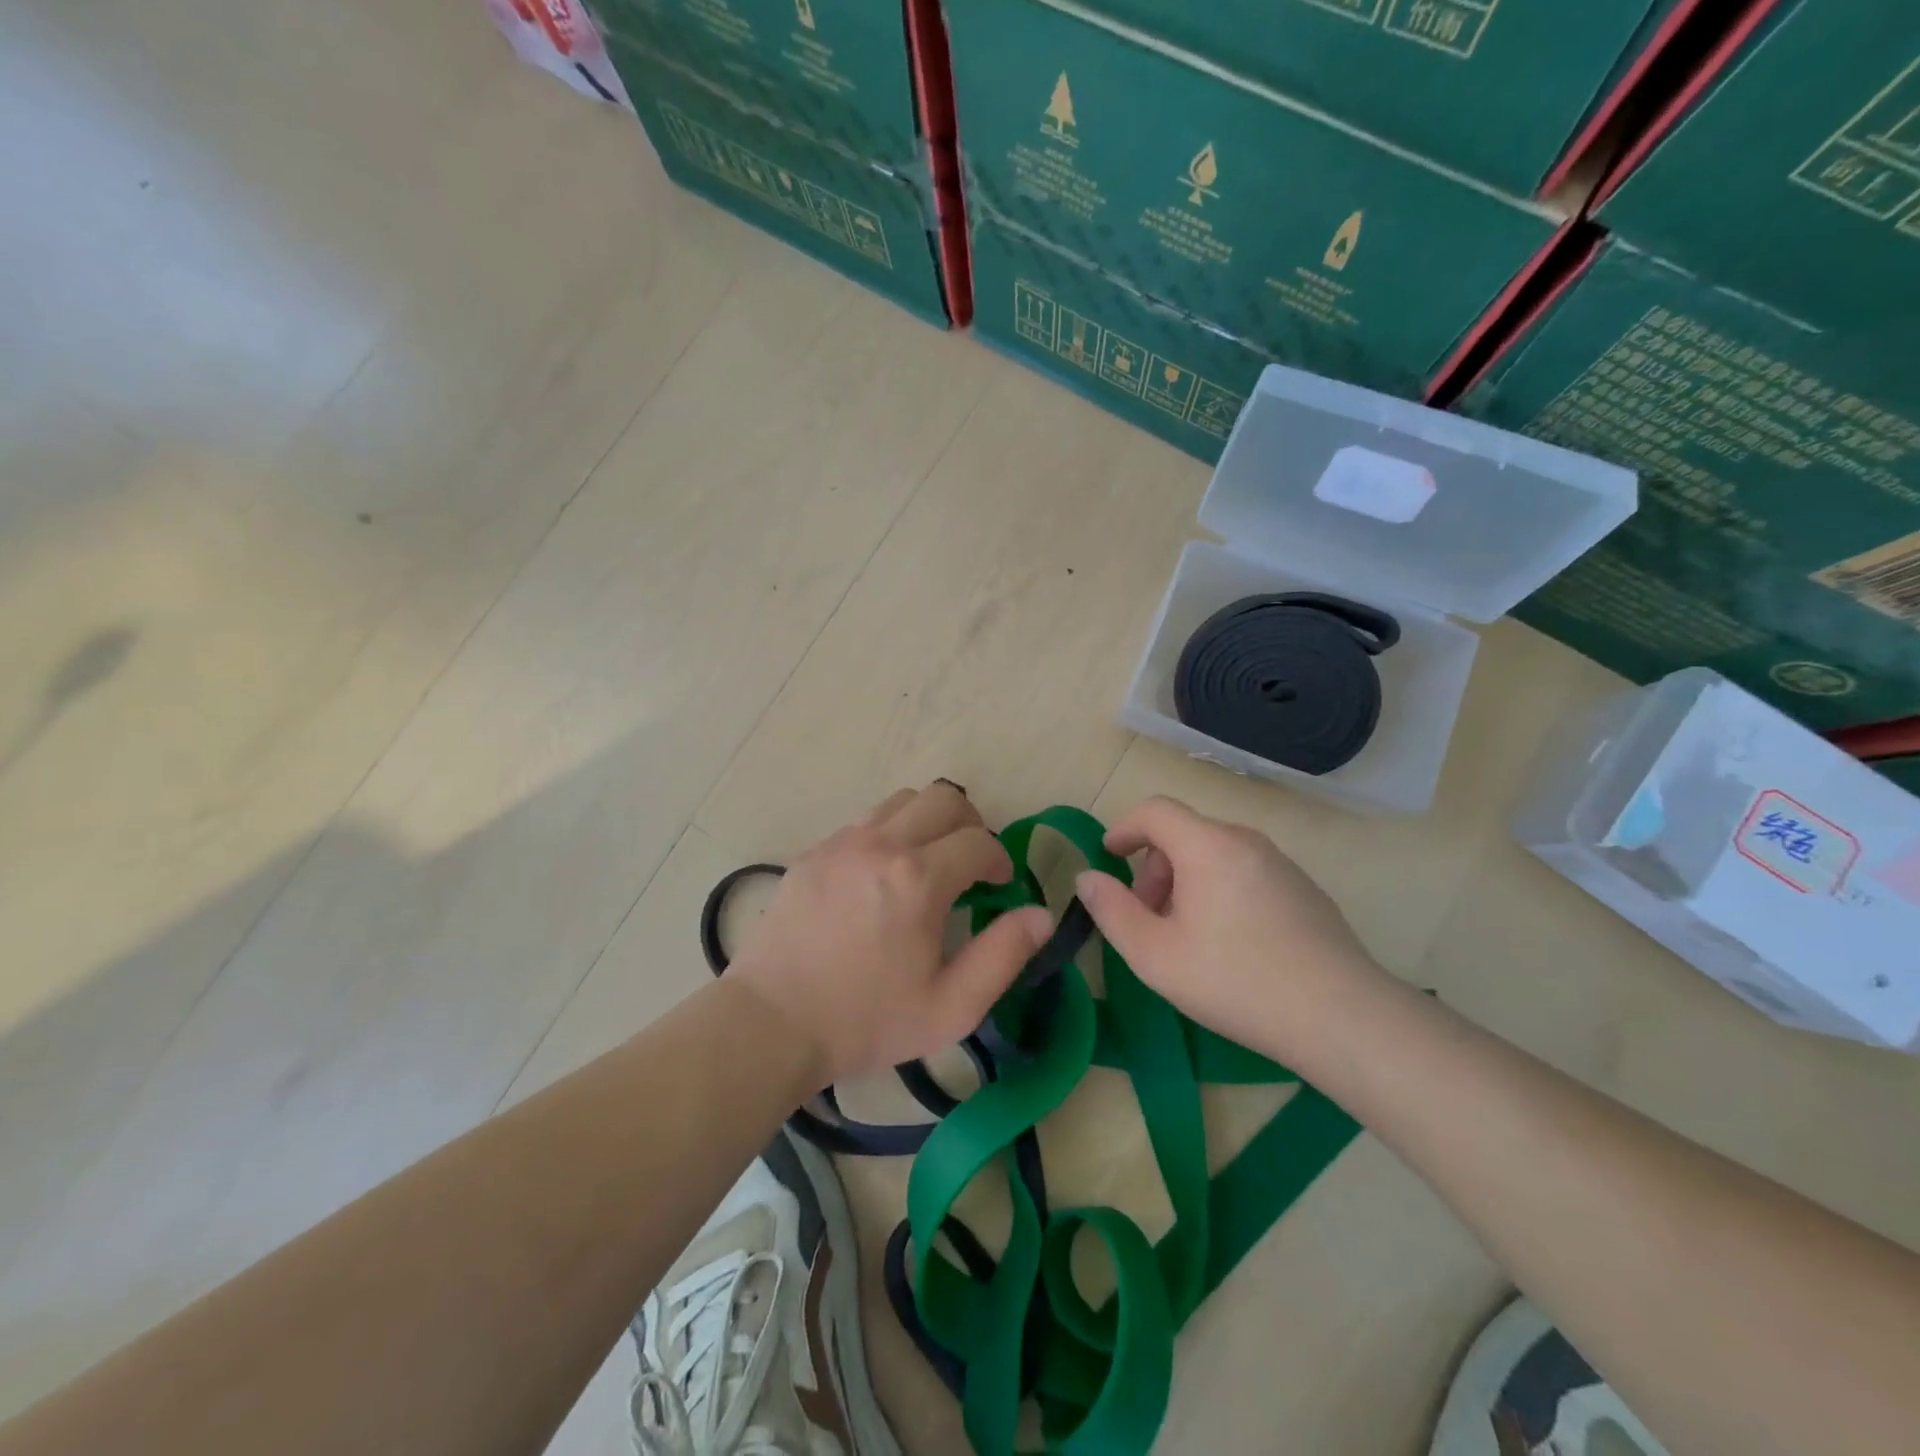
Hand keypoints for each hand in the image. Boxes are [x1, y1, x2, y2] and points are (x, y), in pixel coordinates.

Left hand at [727, 782, 1053, 1087]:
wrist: (772, 1024)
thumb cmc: (867, 1020)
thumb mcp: (951, 1006)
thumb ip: (1004, 955)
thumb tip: (1042, 915)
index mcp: (919, 878)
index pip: (979, 841)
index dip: (999, 860)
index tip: (998, 886)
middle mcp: (881, 844)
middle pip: (943, 798)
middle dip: (970, 824)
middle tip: (970, 863)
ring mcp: (841, 843)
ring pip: (902, 801)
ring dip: (928, 822)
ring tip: (928, 863)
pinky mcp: (813, 852)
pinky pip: (864, 822)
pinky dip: (888, 834)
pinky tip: (881, 877)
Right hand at [1074, 796, 1385, 1064]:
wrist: (1342, 1017)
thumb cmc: (1236, 981)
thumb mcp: (1155, 955)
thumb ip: (1112, 911)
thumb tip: (1088, 878)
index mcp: (1208, 846)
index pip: (1155, 810)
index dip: (1124, 828)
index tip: (1109, 857)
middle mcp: (1246, 841)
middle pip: (1184, 833)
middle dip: (1153, 867)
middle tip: (1147, 916)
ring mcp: (1281, 863)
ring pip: (1215, 853)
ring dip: (1185, 880)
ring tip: (1185, 935)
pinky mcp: (1304, 888)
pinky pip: (1245, 871)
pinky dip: (1219, 888)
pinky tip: (1229, 943)